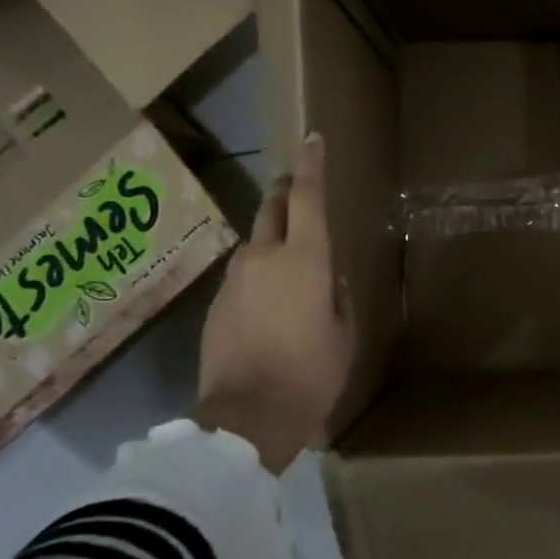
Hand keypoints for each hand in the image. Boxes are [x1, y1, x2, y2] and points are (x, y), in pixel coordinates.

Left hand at [194, 134, 355, 474]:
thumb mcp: (343, 334)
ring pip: (255, 243)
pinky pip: (243, 275)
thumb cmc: (311, 373)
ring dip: (272, 239)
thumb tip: (327, 281)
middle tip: (296, 185)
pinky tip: (269, 303)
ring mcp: (234, 279)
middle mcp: (264, 257)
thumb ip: (336, 298)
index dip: (312, 165)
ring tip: (290, 260)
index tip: (312, 140)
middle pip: (272, 207)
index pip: (308, 197)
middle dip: (285, 190)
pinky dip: (258, 275)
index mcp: (304, 259)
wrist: (246, 418)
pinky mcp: (216, 304)